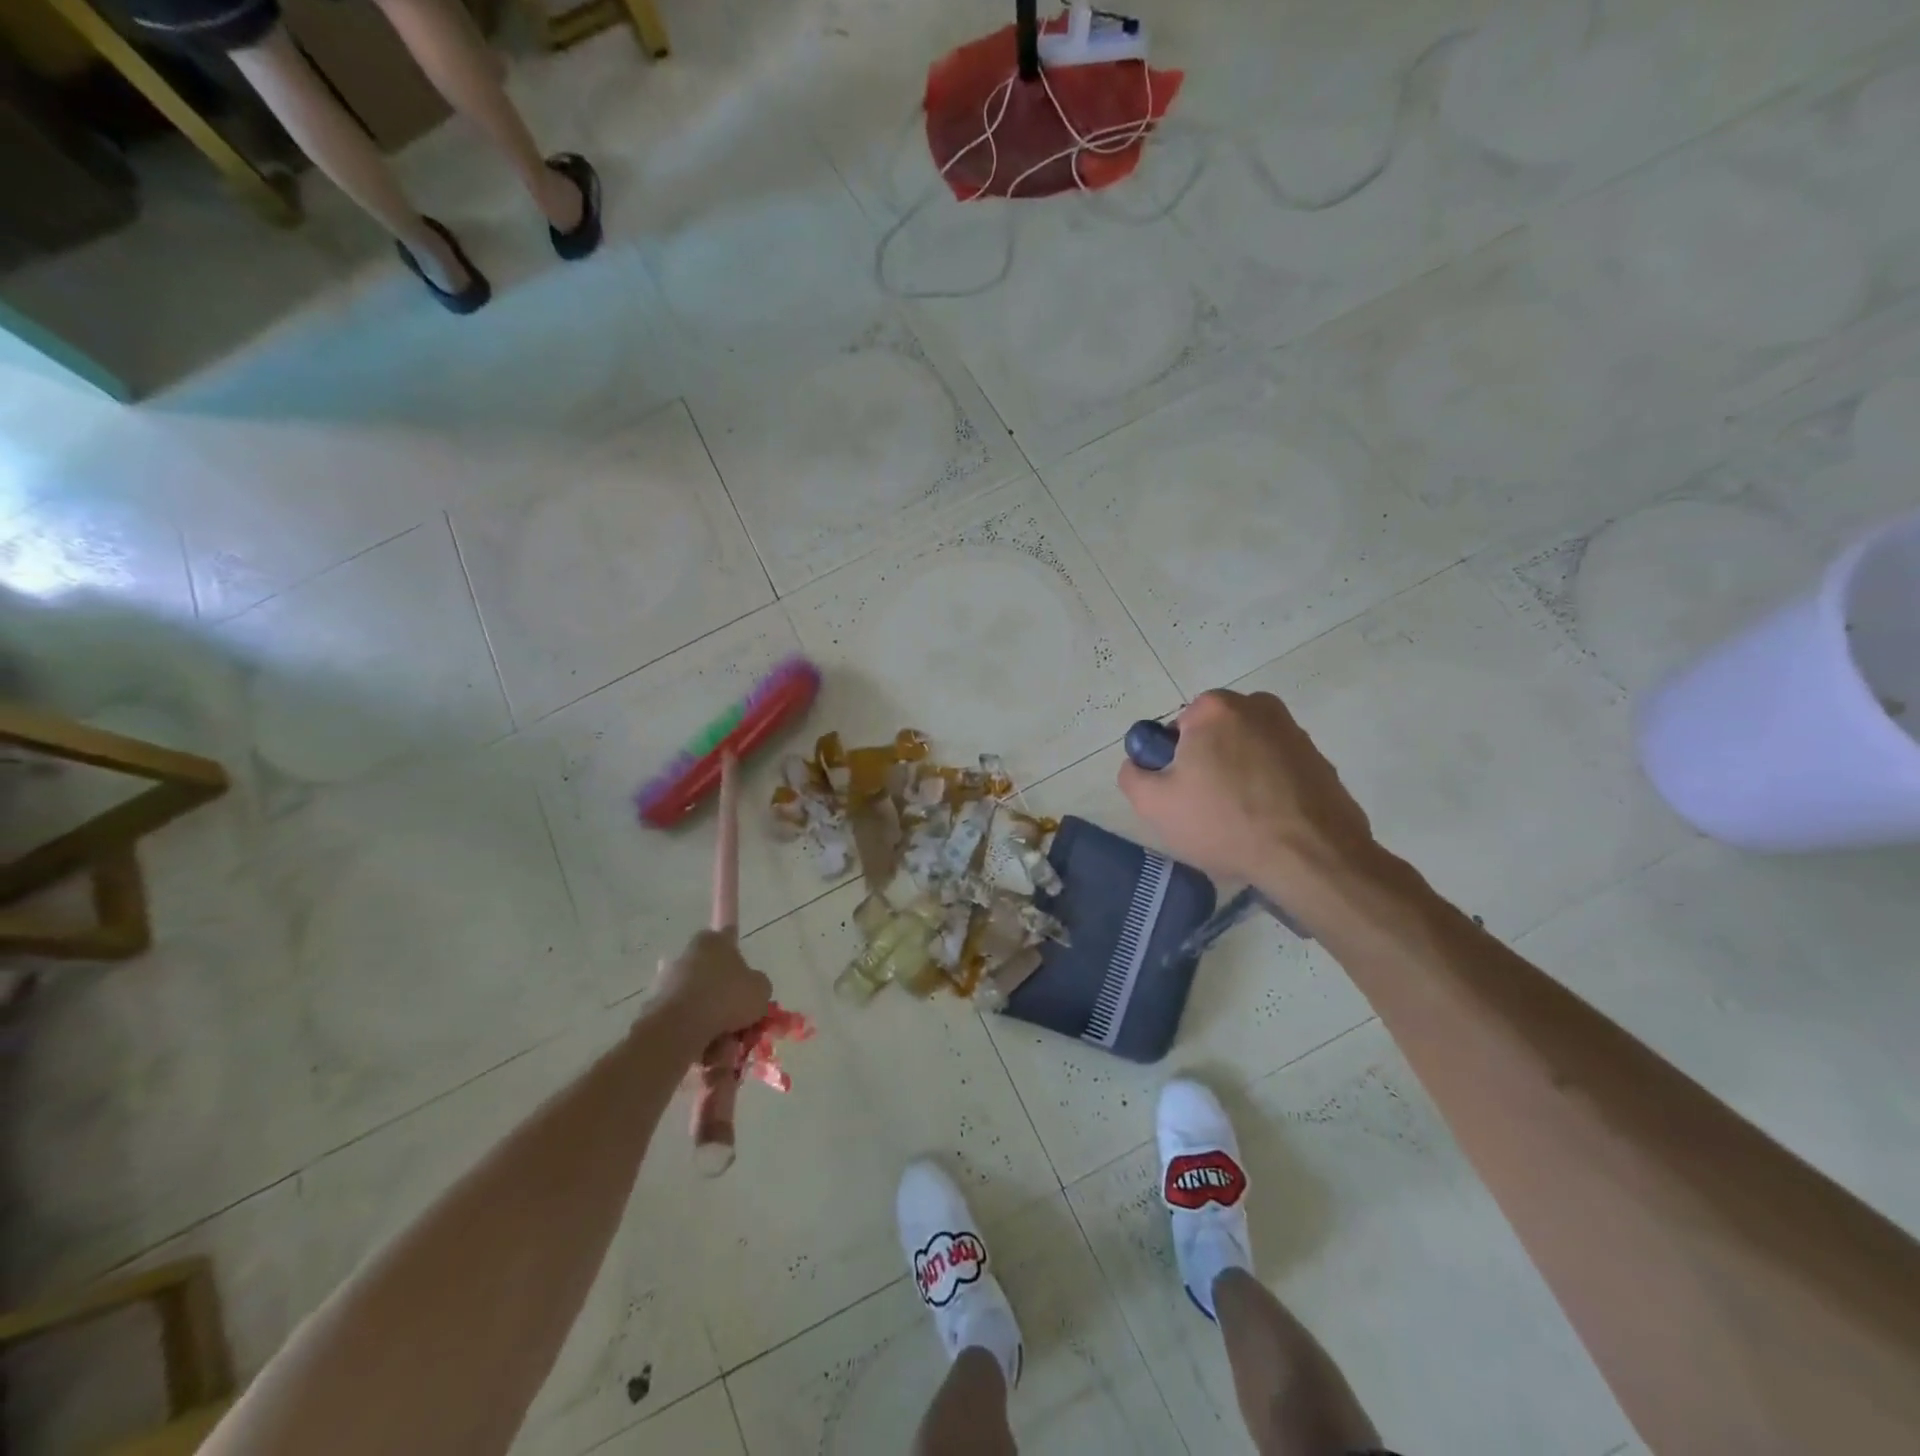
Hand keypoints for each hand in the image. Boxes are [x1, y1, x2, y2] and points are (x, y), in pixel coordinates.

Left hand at [651, 930, 771, 1050]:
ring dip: (711, 1024)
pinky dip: (693, 1037)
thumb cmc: (726, 998)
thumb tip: (749, 991)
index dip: (739, 961)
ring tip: (723, 1046)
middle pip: (713, 979)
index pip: (728, 940)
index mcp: (711, 941)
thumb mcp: (761, 989)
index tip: (744, 983)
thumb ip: (758, 986)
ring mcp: (665, 982)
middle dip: (725, 1002)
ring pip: (698, 1005)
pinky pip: (681, 1023)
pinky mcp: (651, 1009)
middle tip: (739, 1024)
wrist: (678, 1028)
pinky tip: (705, 1053)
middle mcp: (686, 956)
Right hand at [1118, 689, 1378, 891]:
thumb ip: (1133, 775)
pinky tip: (1268, 823)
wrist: (1312, 857)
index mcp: (1216, 708)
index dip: (1173, 762)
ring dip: (1239, 776)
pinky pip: (1278, 770)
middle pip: (1215, 736)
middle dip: (1208, 764)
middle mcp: (1258, 707)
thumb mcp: (1154, 805)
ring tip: (1240, 819)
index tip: (1181, 793)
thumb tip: (1139, 764)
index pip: (1178, 728)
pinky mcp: (1321, 761)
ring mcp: (1295, 733)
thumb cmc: (1224, 823)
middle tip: (1206, 808)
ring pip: (1248, 751)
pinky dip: (1269, 789)